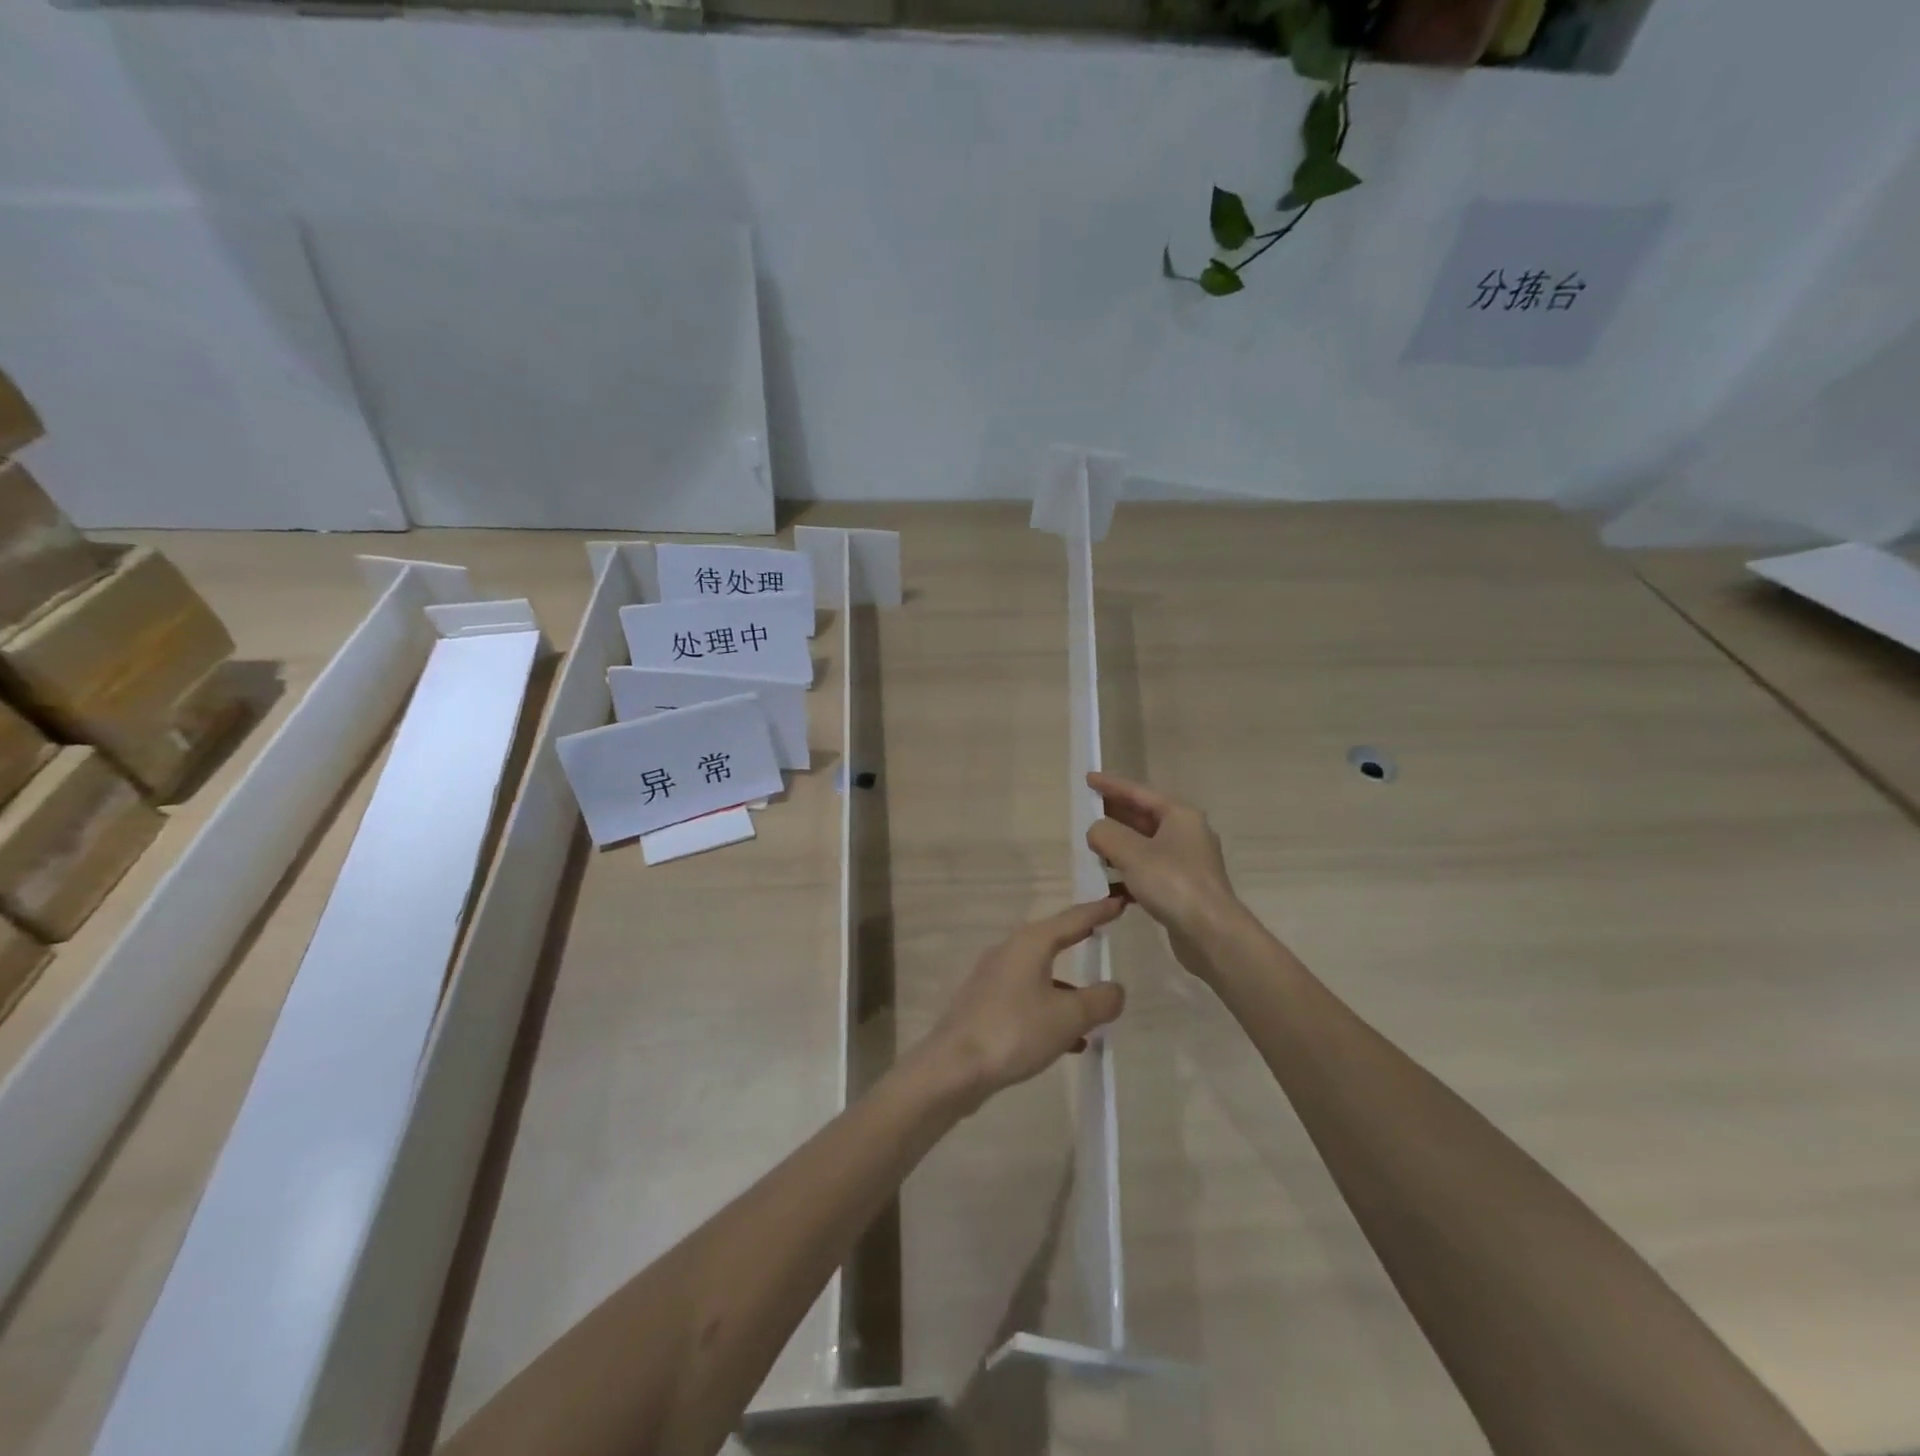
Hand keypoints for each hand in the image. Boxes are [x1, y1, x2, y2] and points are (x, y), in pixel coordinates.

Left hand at [924, 896, 1127, 1108]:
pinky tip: (1069, 1041)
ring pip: (1039, 974)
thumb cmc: (1015, 1031)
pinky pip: (1027, 1000)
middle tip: (1102, 933)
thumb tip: (1115, 990)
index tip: (1118, 901)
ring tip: (1095, 1008)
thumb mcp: (1069, 1016)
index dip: (1098, 911)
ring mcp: (993, 979)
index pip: (1072, 919)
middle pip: (1052, 940)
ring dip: (1067, 987)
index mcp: (1030, 943)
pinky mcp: (984, 1005)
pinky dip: (1050, 1011)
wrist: (954, 1067)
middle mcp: (1009, 952)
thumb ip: (1100, 1000)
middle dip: (1078, 940)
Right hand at [1085, 773, 1249, 978]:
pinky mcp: (1182, 889)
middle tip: (1085, 813)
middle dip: (1113, 816)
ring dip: (1118, 848)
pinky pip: (1148, 872)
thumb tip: (1096, 831)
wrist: (1212, 934)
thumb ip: (1106, 834)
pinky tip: (1108, 887)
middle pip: (1143, 818)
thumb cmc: (1173, 883)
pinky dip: (1128, 875)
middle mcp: (1186, 834)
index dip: (1111, 785)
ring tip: (1091, 850)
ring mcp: (1186, 863)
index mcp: (1179, 816)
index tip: (1088, 779)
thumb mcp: (1131, 852)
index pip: (1139, 792)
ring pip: (1144, 847)